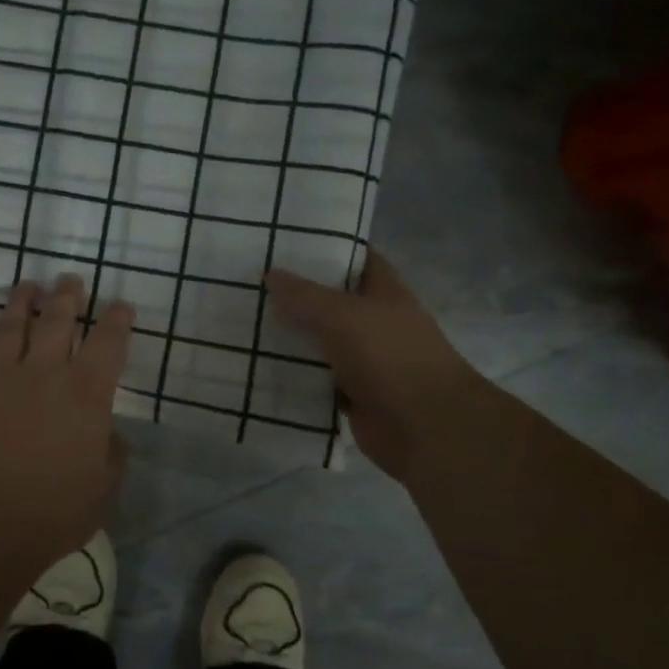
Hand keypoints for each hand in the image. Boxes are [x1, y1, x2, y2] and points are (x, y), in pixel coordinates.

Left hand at [0, 275, 135, 557]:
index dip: (117, 320)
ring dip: (23, 303)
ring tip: (28, 287)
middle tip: (70, 280)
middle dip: (68, 297)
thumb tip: (108, 434)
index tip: (121, 306)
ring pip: (14, 327)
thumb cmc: (50, 513)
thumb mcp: (102, 491)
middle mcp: (45, 374)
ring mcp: (1, 379)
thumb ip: (111, 456)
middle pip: (58, 321)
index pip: (108, 343)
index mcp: (86, 394)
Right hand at [266, 248, 474, 481]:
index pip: (356, 258)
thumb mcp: (344, 315)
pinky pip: (315, 378)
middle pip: (330, 301)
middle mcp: (374, 322)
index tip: (284, 240)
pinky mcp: (350, 394)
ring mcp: (364, 360)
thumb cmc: (391, 357)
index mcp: (384, 292)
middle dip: (295, 293)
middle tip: (248, 282)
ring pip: (319, 341)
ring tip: (243, 321)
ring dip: (289, 336)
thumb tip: (270, 274)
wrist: (425, 428)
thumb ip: (305, 296)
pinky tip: (258, 365)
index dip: (326, 246)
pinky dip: (293, 374)